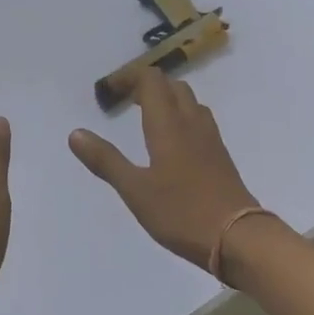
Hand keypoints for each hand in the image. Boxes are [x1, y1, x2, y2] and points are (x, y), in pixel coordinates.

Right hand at [68, 70, 260, 270]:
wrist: (238, 236)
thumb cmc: (181, 212)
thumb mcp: (135, 190)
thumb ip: (106, 161)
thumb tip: (76, 133)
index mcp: (168, 124)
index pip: (151, 80)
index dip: (130, 77)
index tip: (110, 91)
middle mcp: (192, 122)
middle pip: (172, 86)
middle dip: (148, 86)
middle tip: (126, 102)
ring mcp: (210, 138)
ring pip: (189, 102)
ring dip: (167, 100)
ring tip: (146, 117)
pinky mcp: (220, 155)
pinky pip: (199, 121)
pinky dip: (181, 117)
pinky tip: (172, 142)